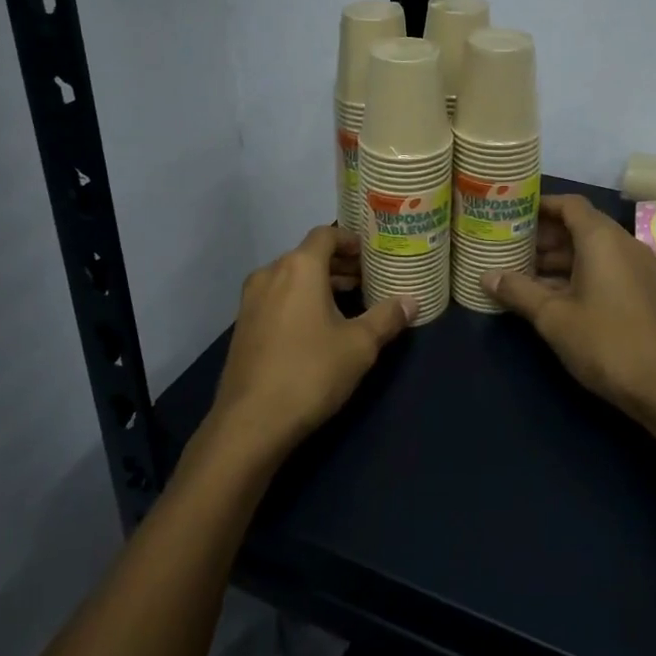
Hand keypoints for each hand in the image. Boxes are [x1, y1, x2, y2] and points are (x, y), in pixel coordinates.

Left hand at [210, 226, 415, 456]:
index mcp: (299, 267)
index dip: (350, 241)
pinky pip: (277, 298)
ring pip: (290, 278)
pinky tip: (317, 328)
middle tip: (367, 281)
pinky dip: (299, 300)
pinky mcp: (243, 325)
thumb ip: (387, 318)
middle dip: (338, 265)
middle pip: (308, 255)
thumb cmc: (311, 372)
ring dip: (319, 284)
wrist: (251, 421)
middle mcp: (270, 273)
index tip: (371, 255)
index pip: (326, 234)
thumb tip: (411, 302)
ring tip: (347, 304)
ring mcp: (251, 300)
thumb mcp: (359, 346)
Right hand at [485, 194, 655, 431]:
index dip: (539, 205)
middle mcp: (622, 244)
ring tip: (519, 270)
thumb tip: (486, 276)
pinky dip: (575, 273)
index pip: (569, 204)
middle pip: (578, 225)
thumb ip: (518, 291)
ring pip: (590, 250)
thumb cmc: (606, 342)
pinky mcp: (640, 291)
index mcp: (602, 239)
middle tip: (507, 244)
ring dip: (556, 257)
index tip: (511, 213)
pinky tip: (547, 294)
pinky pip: (602, 268)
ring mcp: (635, 268)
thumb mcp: (553, 317)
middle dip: (543, 234)